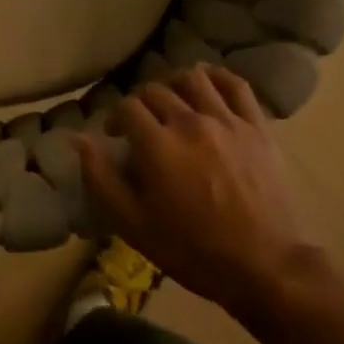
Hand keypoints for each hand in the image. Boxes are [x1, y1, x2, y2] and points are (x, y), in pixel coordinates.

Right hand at [76, 66, 323, 319]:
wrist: (263, 266)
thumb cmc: (192, 249)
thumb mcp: (132, 224)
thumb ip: (100, 178)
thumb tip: (80, 140)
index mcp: (157, 144)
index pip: (127, 107)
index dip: (115, 118)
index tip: (115, 136)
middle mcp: (189, 122)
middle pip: (156, 90)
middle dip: (141, 103)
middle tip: (142, 125)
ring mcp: (227, 121)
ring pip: (193, 78)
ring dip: (175, 84)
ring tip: (173, 102)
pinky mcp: (257, 127)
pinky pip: (236, 85)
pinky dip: (218, 77)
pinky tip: (208, 83)